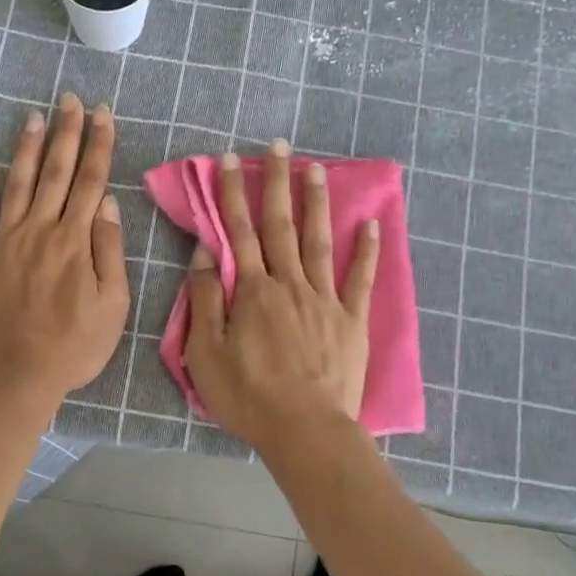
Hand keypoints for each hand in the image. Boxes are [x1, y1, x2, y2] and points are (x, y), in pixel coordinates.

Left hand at [0, 94, 128, 409]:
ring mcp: (4, 241)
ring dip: (28, 148)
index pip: (91, 181)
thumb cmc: (73, 346)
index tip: (103, 114)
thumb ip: (110, 251)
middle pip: (56, 172)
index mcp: (76, 240)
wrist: (15, 374)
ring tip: (35, 116)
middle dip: (67, 133)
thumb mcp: (113, 305)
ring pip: (19, 184)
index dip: (99, 145)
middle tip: (70, 99)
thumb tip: (108, 203)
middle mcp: (40, 229)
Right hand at [185, 140, 378, 449]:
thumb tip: (205, 253)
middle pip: (280, 225)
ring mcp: (325, 299)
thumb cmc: (248, 396)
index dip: (232, 193)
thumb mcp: (206, 352)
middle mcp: (289, 283)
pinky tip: (371, 223)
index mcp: (252, 291)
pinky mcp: (351, 320)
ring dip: (316, 203)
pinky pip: (360, 278)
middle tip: (279, 146)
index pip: (239, 231)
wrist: (305, 430)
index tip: (229, 159)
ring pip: (319, 240)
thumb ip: (205, 299)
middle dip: (276, 182)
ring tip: (317, 168)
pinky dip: (367, 250)